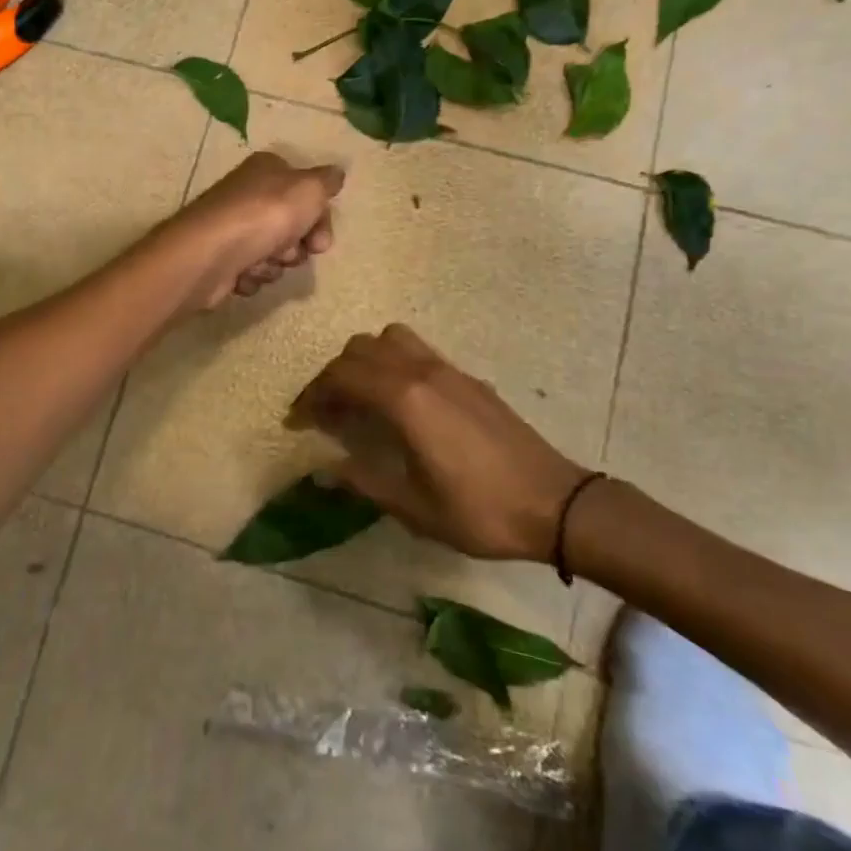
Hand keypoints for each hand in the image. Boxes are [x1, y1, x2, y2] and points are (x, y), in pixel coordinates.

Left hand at [161, 152, 344, 312]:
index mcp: (268, 170)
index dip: (319, 218)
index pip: (307, 193)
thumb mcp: (309, 189)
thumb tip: (336, 174)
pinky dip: (252, 276)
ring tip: (260, 262)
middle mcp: (249, 195)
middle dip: (297, 246)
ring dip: (274, 264)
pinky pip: (252, 271)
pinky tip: (243, 273)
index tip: (321, 240)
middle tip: (288, 252)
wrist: (209, 255)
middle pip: (293, 226)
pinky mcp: (222, 258)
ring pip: (274, 252)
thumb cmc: (264, 215)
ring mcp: (234, 227)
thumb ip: (327, 181)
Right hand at [289, 324, 593, 562]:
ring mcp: (449, 370)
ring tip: (359, 398)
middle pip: (361, 349)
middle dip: (333, 375)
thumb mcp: (413, 507)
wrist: (555, 503)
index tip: (296, 421)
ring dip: (364, 360)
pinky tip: (398, 402)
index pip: (342, 376)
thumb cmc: (479, 511)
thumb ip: (364, 481)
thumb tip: (325, 468)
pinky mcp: (468, 378)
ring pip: (390, 339)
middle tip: (324, 412)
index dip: (312, 395)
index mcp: (406, 399)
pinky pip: (417, 351)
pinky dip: (392, 363)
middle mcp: (423, 371)